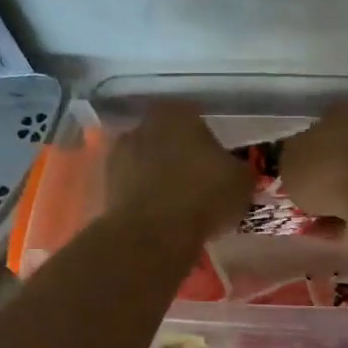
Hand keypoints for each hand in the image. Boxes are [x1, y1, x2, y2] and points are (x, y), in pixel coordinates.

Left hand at [104, 102, 254, 240]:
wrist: (153, 233)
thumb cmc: (204, 196)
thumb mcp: (242, 181)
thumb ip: (237, 168)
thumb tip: (233, 171)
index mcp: (178, 113)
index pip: (197, 118)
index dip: (209, 142)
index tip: (218, 164)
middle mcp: (144, 125)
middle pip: (168, 138)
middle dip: (181, 156)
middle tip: (200, 183)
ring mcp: (119, 155)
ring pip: (148, 162)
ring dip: (160, 177)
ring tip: (180, 204)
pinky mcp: (105, 185)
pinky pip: (134, 187)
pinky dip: (145, 197)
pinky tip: (162, 217)